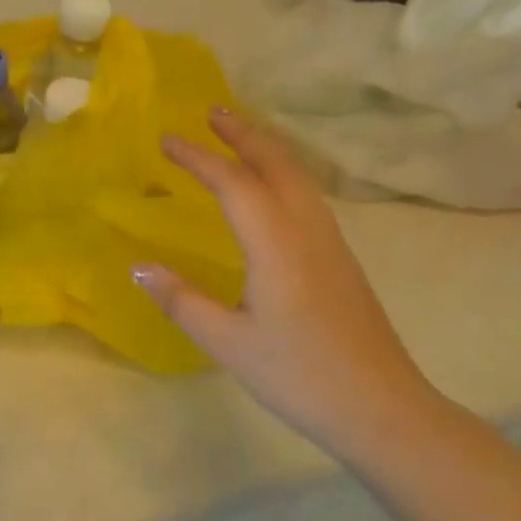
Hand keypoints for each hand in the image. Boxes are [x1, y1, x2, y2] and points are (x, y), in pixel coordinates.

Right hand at [133, 109, 436, 447]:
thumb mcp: (227, 342)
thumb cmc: (298, 375)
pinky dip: (283, 173)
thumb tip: (138, 266)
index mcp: (276, 244)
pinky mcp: (342, 259)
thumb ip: (180, 300)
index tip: (166, 139)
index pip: (233, 183)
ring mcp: (331, 242)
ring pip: (298, 177)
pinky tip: (272, 189)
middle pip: (276, 164)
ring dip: (267, 149)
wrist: (382, 408)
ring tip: (238, 136)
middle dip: (242, 134)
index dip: (198, 157)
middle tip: (212, 112)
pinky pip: (308, 196)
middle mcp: (307, 230)